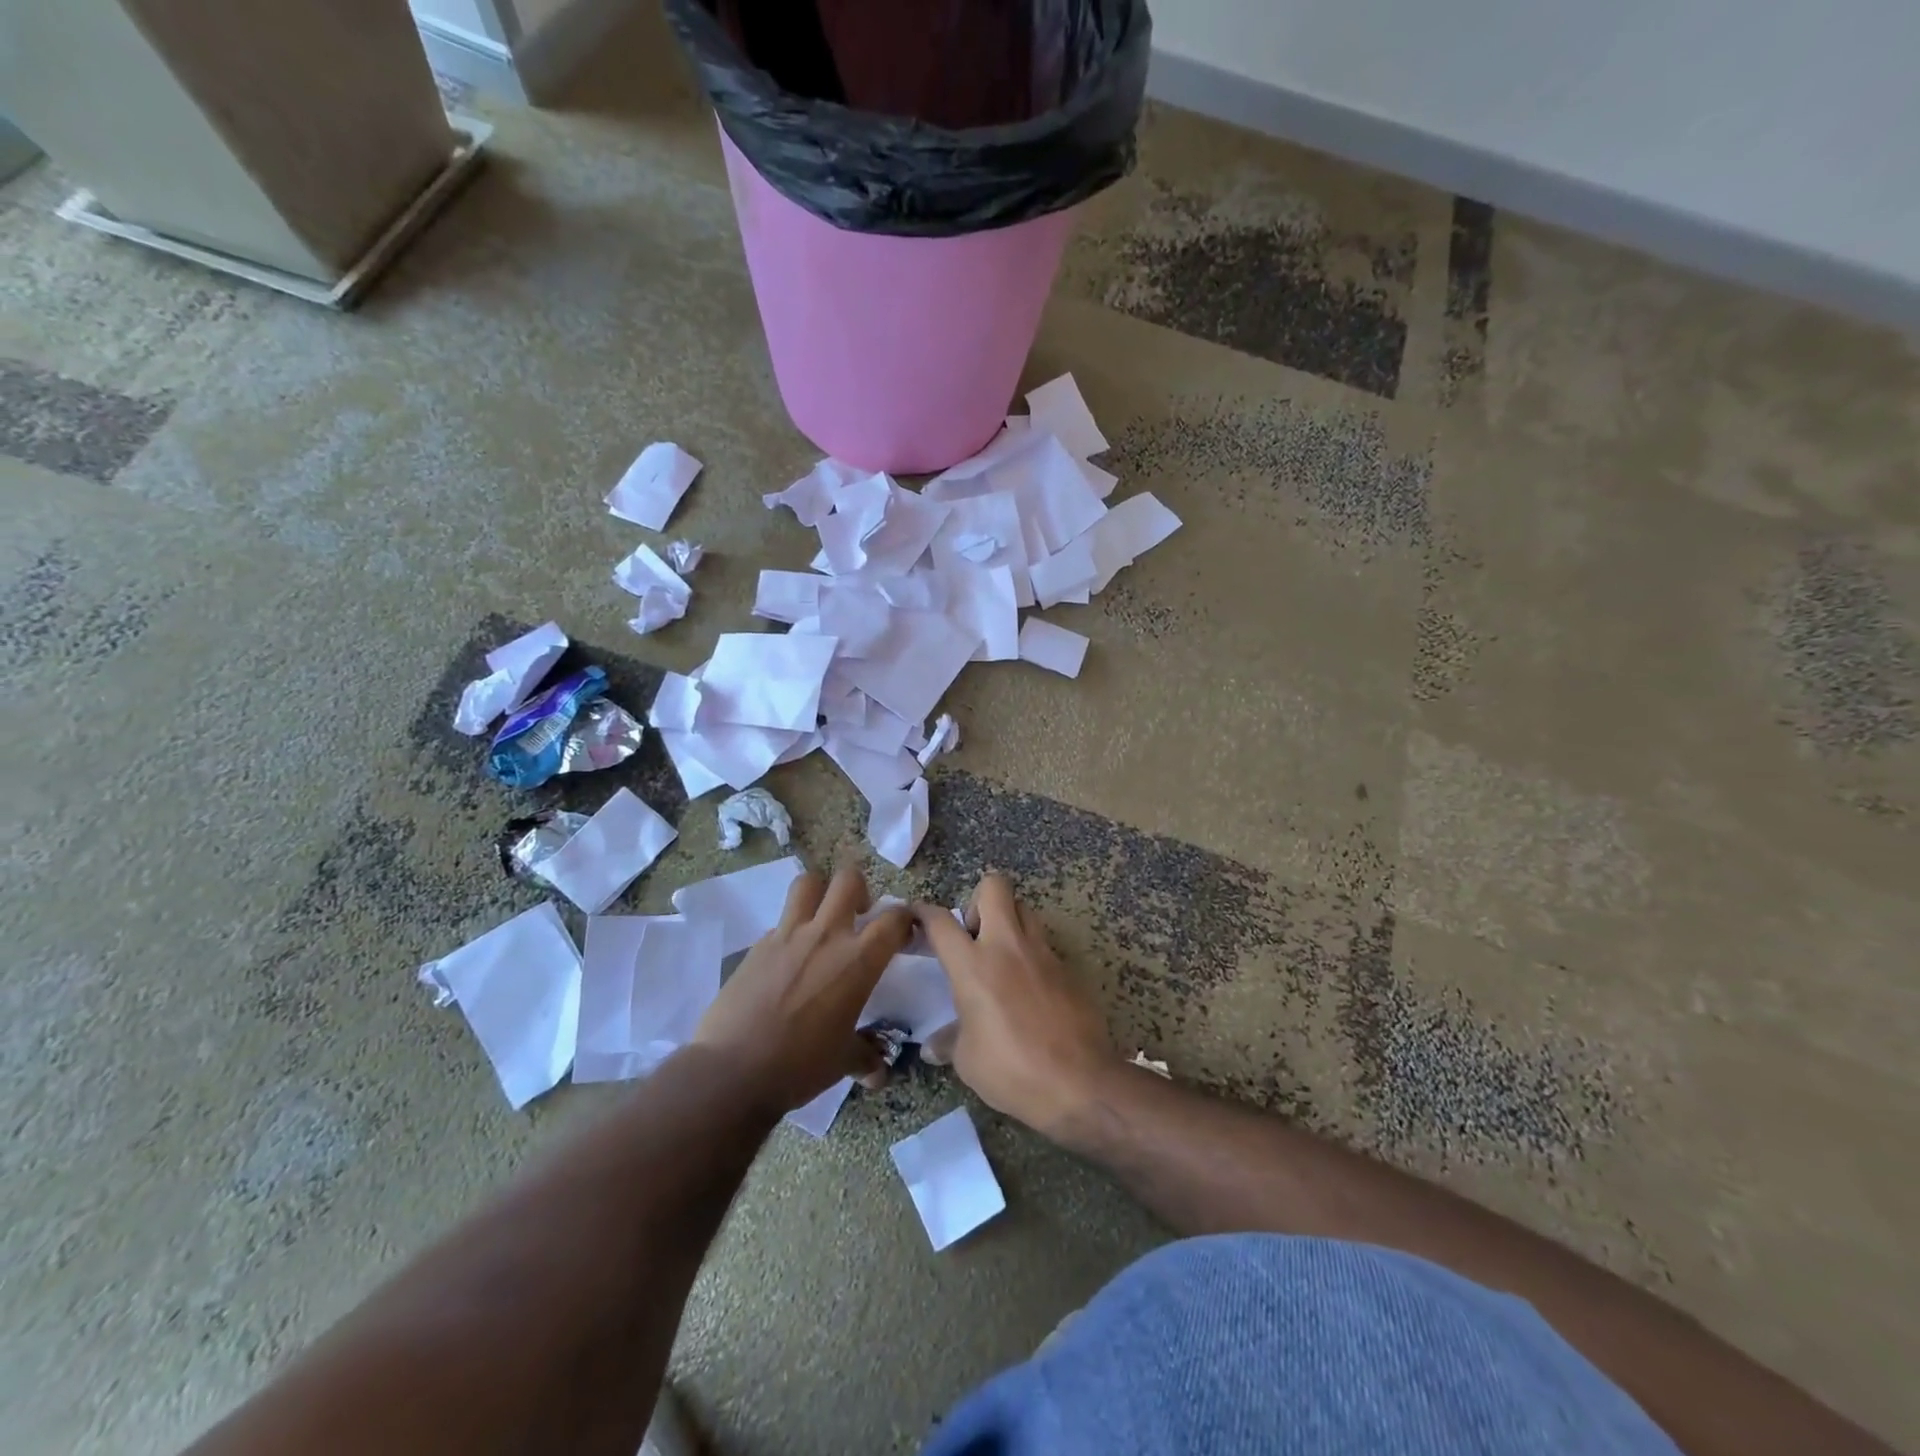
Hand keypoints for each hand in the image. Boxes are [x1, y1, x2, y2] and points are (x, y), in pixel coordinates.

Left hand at [695, 864, 911, 1113]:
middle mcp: (826, 935)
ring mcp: (788, 935)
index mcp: (858, 960)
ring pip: (807, 883)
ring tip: (821, 917)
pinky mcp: (757, 945)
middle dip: (859, 889)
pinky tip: (787, 959)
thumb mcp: (843, 1062)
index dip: (905, 919)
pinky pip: (779, 921)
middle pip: (848, 879)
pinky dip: (789, 930)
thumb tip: (878, 1070)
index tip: (902, 934)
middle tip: (858, 915)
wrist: (732, 1071)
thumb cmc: (799, 1066)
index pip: (894, 918)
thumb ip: (866, 1055)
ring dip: (819, 892)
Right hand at [912, 874, 1117, 1136]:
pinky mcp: (1066, 968)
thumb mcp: (968, 1061)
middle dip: (978, 899)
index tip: (917, 914)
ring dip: (1008, 920)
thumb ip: (949, 1042)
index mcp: (973, 966)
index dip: (924, 912)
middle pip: (994, 886)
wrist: (1079, 1082)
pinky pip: (1043, 943)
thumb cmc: (1012, 1070)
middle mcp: (1007, 946)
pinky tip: (1027, 987)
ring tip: (1001, 956)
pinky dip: (1030, 953)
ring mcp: (1041, 953)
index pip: (941, 921)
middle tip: (973, 935)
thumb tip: (932, 1046)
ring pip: (1024, 908)